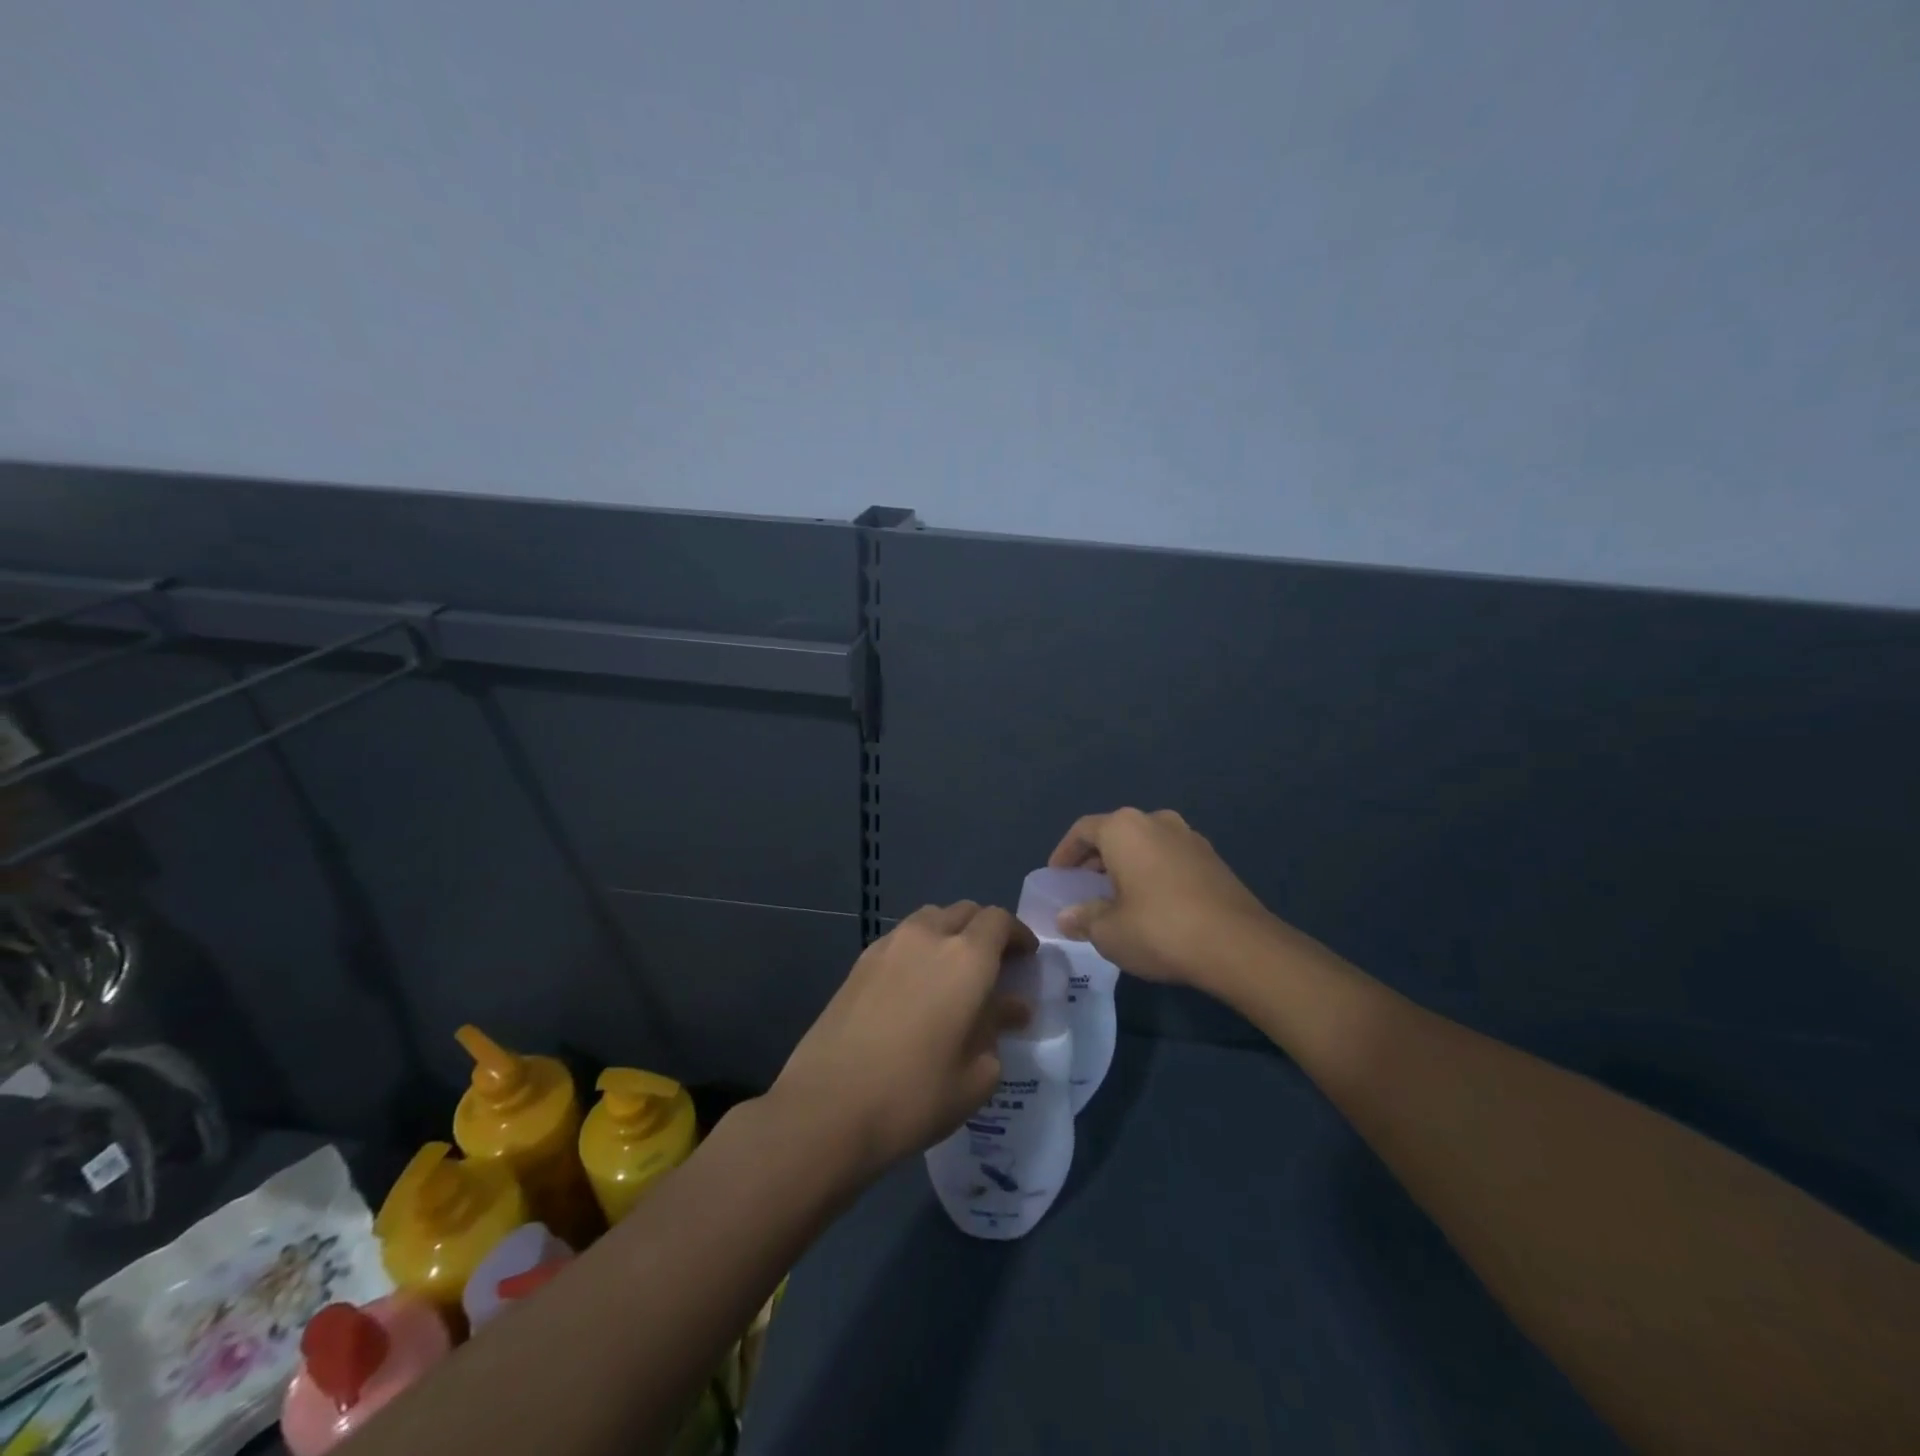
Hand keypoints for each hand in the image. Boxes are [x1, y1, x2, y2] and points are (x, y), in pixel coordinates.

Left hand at [770, 902, 1033, 1175]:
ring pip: (929, 919)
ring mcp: (888, 946)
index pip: (999, 920)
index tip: (1026, 959)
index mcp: (966, 957)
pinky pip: (901, 939)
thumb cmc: (915, 1094)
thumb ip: (998, 1029)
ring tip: (953, 975)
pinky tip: (917, 988)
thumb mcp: (976, 1074)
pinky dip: (919, 949)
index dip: (1017, 935)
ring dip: (949, 934)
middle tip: (994, 967)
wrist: (828, 1107)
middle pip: (964, 911)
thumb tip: (1010, 1007)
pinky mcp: (859, 963)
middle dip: (984, 931)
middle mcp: (928, 937)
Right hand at [1047, 807, 1277, 988]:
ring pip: (1145, 845)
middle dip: (1096, 860)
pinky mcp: (1213, 860)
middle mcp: (1156, 821)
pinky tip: (1153, 905)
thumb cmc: (1159, 929)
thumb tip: (1067, 917)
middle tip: (1083, 889)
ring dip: (1127, 866)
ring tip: (1118, 898)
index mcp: (1124, 828)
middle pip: (1115, 834)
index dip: (1064, 853)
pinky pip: (1170, 859)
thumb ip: (1083, 918)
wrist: (1238, 945)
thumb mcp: (1108, 932)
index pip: (1083, 830)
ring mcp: (1190, 837)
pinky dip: (1153, 874)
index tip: (1057, 876)